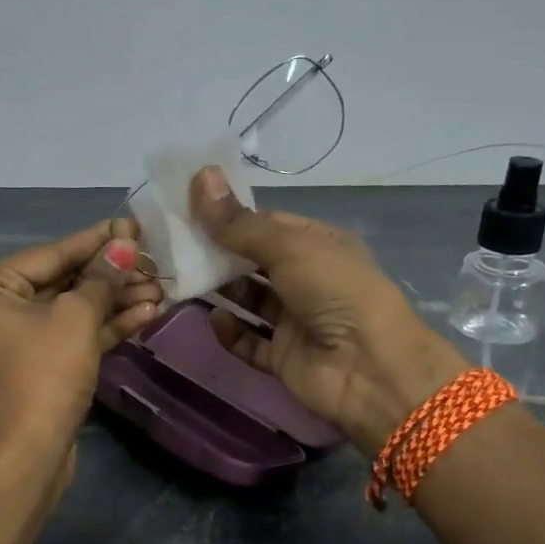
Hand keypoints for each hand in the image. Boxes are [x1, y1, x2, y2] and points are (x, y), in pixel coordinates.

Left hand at [0, 219, 161, 461]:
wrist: (25, 457)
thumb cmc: (42, 374)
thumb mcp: (75, 318)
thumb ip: (101, 278)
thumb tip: (123, 244)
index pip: (50, 253)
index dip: (96, 241)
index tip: (133, 227)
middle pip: (62, 281)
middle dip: (111, 276)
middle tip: (154, 262)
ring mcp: (16, 342)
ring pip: (71, 311)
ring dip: (114, 302)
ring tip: (160, 289)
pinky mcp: (37, 368)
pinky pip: (72, 337)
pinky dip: (104, 327)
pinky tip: (146, 315)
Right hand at [190, 168, 463, 454]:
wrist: (369, 368)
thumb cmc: (334, 291)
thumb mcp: (288, 246)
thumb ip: (239, 222)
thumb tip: (200, 175)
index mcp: (318, 245)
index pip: (267, 224)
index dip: (230, 216)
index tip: (188, 209)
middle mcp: (307, 280)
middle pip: (253, 262)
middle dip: (219, 254)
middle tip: (175, 246)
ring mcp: (295, 321)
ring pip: (249, 301)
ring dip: (220, 291)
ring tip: (183, 279)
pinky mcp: (284, 357)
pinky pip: (249, 343)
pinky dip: (231, 333)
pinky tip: (214, 320)